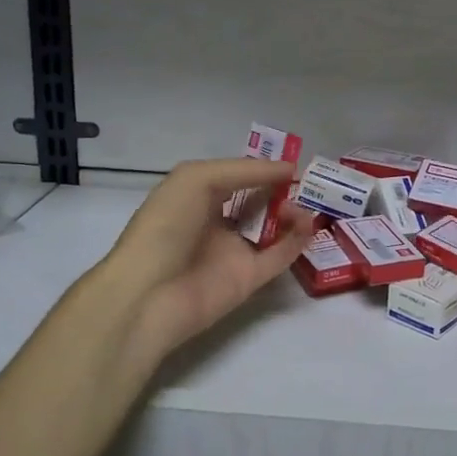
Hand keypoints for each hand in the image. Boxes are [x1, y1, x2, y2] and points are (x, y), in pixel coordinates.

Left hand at [99, 158, 315, 359]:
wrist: (148, 293)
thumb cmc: (166, 226)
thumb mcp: (196, 179)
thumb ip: (244, 171)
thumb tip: (288, 169)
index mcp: (197, 197)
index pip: (236, 177)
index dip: (262, 169)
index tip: (291, 162)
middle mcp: (216, 223)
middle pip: (258, 201)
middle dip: (281, 190)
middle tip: (306, 182)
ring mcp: (233, 252)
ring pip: (272, 228)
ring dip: (292, 213)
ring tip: (303, 206)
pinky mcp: (248, 280)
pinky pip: (279, 257)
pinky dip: (297, 240)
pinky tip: (308, 224)